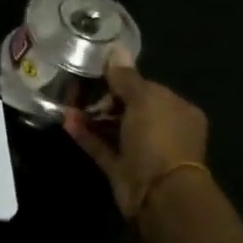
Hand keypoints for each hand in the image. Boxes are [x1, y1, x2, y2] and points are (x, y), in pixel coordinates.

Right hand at [63, 62, 208, 217]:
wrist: (159, 193)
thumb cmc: (159, 138)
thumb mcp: (144, 99)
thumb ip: (126, 76)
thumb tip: (115, 48)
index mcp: (176, 110)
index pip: (147, 88)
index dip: (122, 79)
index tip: (96, 72)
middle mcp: (162, 129)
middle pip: (128, 107)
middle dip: (103, 98)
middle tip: (77, 88)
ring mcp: (141, 150)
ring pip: (112, 127)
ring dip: (90, 115)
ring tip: (66, 103)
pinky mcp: (122, 168)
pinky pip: (100, 146)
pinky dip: (84, 134)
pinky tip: (66, 120)